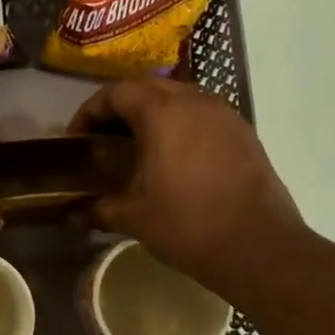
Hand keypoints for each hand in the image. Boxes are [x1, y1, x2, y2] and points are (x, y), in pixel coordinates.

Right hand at [69, 78, 303, 292]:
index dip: (90, 112)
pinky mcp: (244, 134)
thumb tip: (75, 212)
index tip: (77, 138)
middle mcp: (195, 102)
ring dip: (153, 112)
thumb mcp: (133, 217)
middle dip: (120, 107)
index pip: (116, 93)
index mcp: (162, 113)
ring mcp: (225, 115)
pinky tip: (173, 158)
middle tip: (103, 137)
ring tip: (137, 145)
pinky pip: (203, 115)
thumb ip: (100, 207)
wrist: (259, 247)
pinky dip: (180, 125)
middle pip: (148, 88)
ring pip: (179, 97)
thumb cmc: (187, 224)